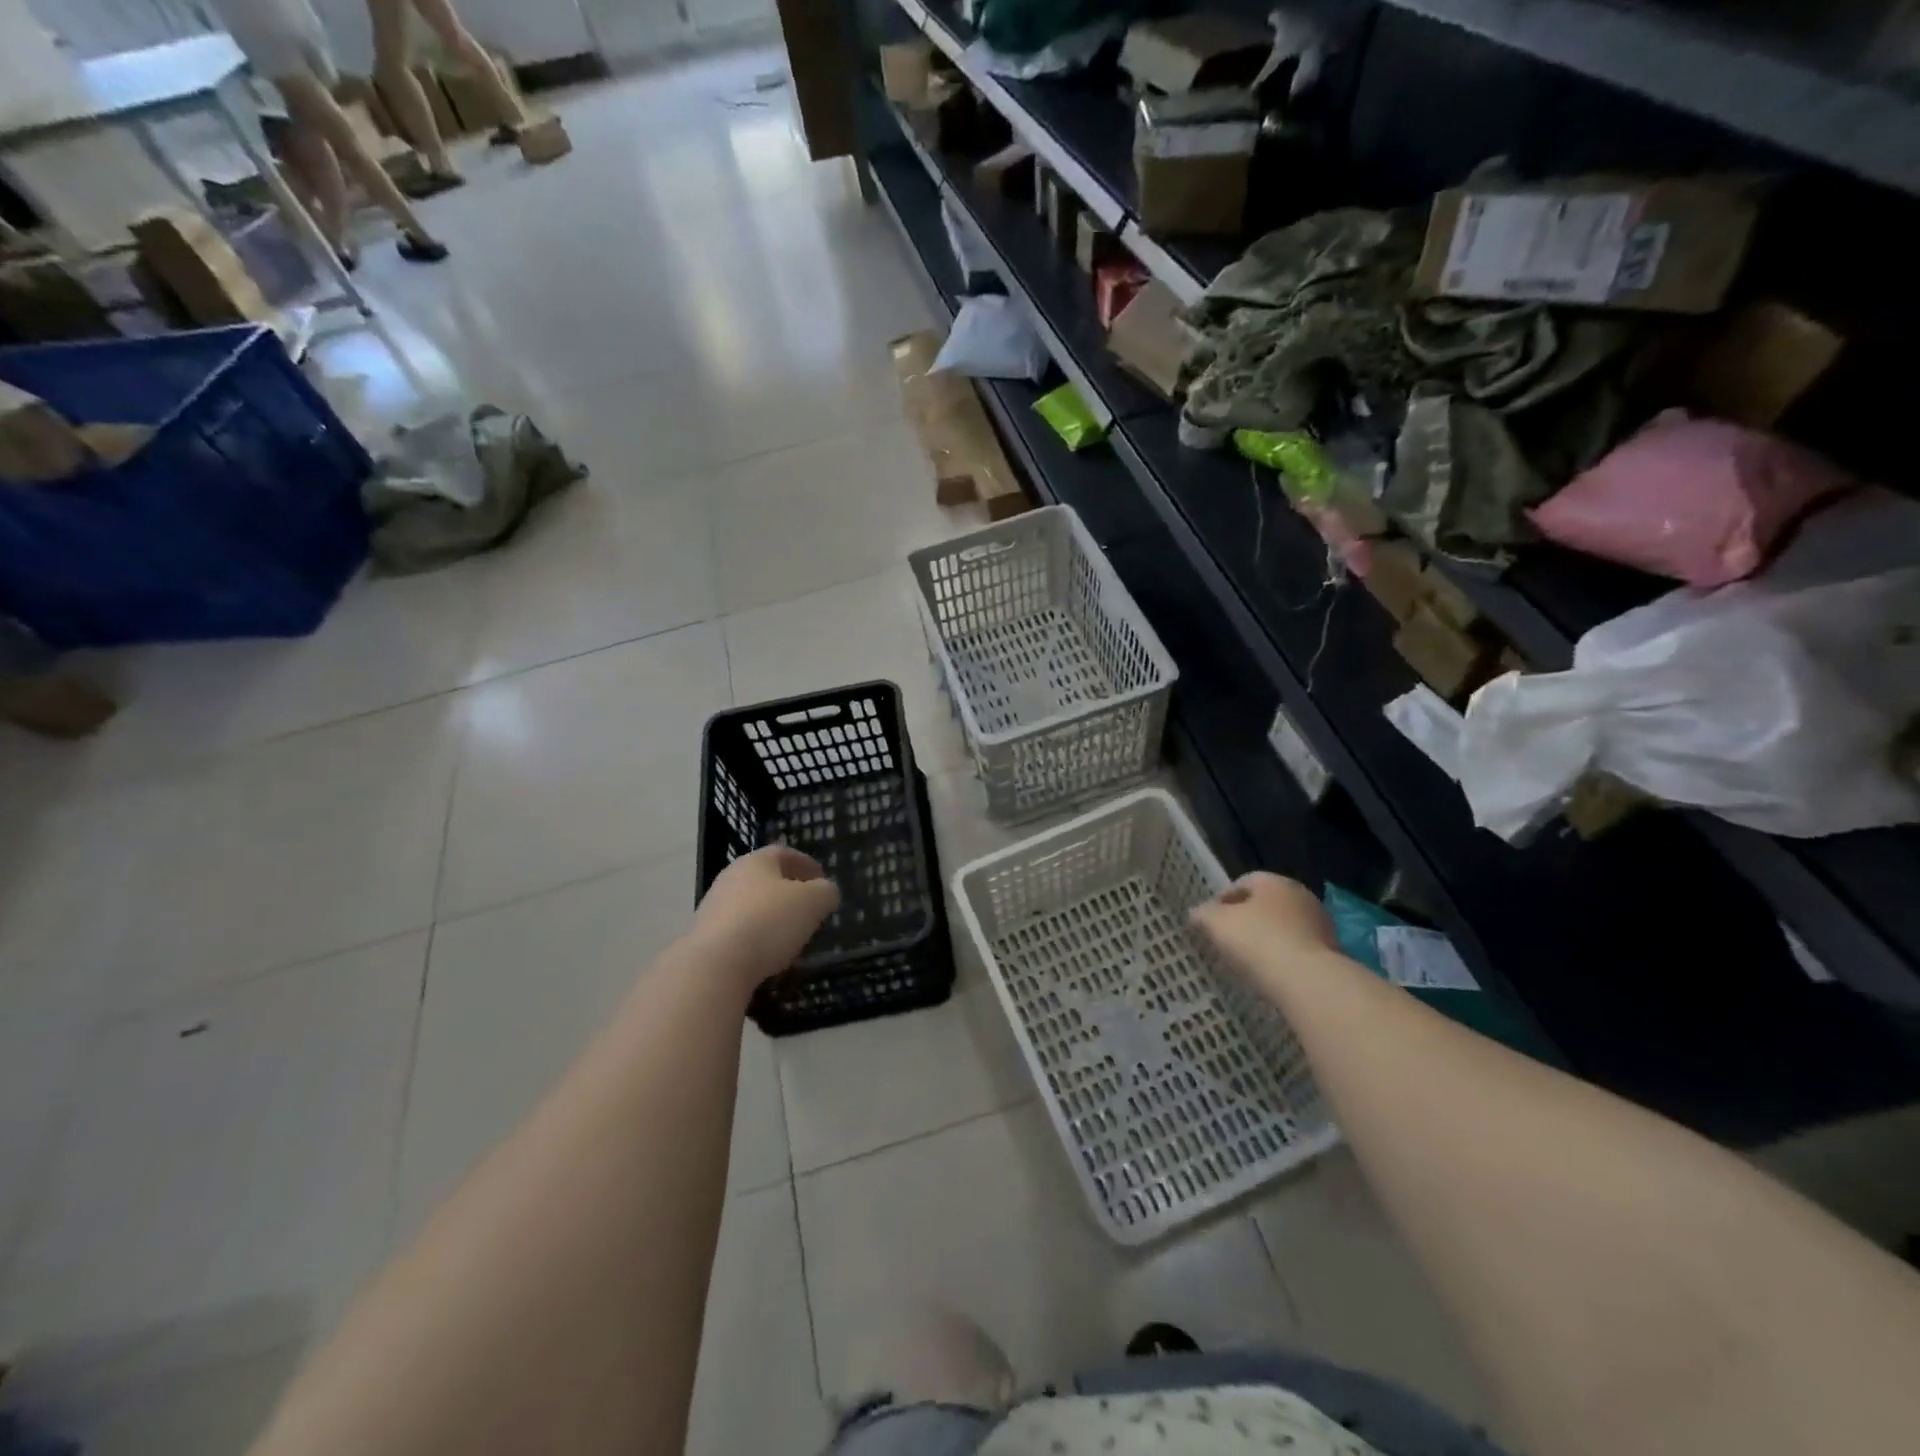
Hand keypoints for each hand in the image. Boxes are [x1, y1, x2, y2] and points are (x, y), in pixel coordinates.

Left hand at [688, 845, 839, 987]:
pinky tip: (768, 956)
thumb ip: (826, 892)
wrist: (714, 966)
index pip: (784, 853)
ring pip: (751, 906)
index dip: (806, 864)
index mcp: (756, 861)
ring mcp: (713, 908)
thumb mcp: (813, 902)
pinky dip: (756, 939)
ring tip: (792, 936)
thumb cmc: (769, 921)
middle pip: (765, 879)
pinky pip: (739, 932)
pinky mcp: (705, 938)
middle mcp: (730, 878)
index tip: (822, 879)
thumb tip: (825, 892)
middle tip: (809, 908)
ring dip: (772, 917)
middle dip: (789, 891)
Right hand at [1191, 871, 1337, 986]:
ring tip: (1248, 960)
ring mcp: (1320, 924)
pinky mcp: (1331, 952)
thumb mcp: (1217, 924)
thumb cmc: (1258, 941)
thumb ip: (1204, 914)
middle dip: (1246, 919)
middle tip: (1227, 939)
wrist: (1309, 981)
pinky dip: (1283, 956)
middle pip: (1265, 904)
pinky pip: (1297, 948)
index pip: (1242, 883)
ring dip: (1267, 938)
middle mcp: (1300, 895)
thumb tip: (1197, 912)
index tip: (1210, 921)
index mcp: (1274, 882)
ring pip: (1283, 926)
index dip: (1222, 900)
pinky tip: (1271, 973)